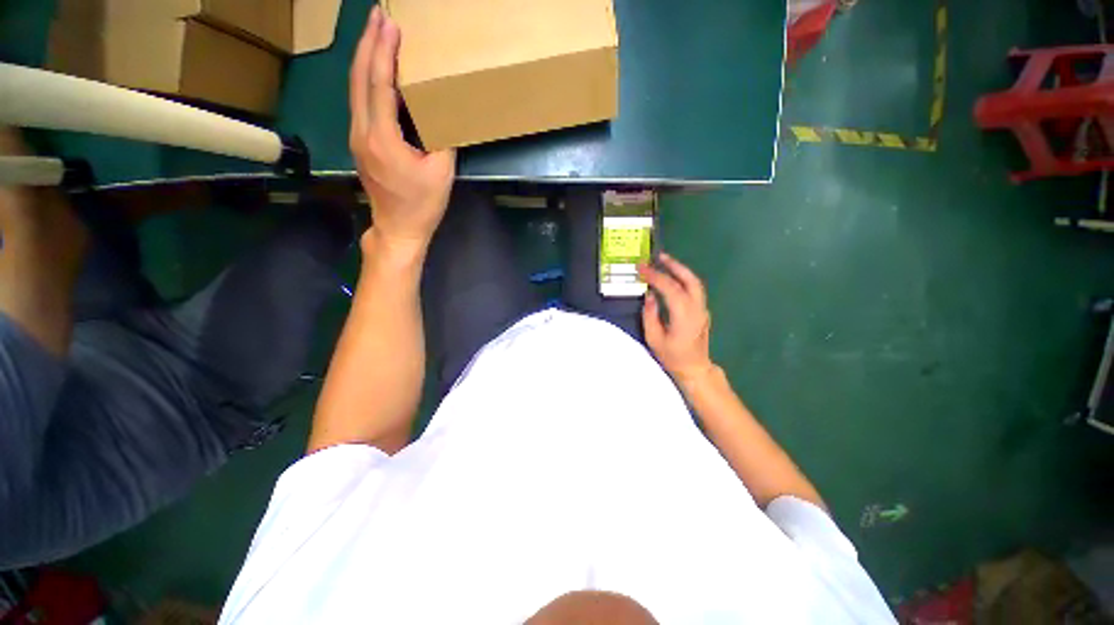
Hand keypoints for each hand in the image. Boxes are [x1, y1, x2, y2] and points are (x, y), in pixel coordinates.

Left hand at [349, 7, 455, 252]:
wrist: (398, 228)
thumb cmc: (422, 204)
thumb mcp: (441, 173)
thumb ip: (443, 140)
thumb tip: (444, 115)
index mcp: (382, 137)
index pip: (379, 84)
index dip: (383, 51)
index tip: (390, 23)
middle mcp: (362, 131)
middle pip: (358, 78)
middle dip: (367, 43)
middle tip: (377, 15)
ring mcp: (357, 137)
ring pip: (354, 88)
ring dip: (363, 58)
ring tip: (373, 34)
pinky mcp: (360, 144)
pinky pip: (359, 103)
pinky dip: (365, 79)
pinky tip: (373, 70)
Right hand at [639, 254, 715, 383]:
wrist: (694, 368)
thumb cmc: (672, 356)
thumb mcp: (654, 338)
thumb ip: (650, 315)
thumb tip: (649, 295)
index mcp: (684, 316)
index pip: (670, 289)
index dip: (655, 276)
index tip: (641, 268)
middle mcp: (696, 309)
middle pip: (689, 280)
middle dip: (674, 266)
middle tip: (658, 257)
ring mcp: (702, 309)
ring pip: (695, 283)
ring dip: (680, 270)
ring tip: (665, 262)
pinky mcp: (702, 311)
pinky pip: (694, 289)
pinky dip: (683, 279)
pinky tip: (673, 278)